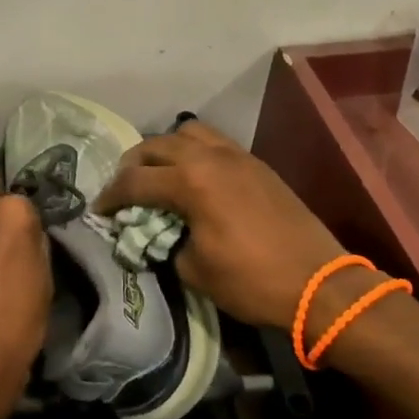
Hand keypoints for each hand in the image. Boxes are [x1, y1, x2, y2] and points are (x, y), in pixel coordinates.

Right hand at [96, 120, 345, 329]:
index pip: (135, 181)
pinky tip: (194, 179)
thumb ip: (166, 242)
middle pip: (156, 145)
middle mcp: (210, 158)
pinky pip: (215, 144)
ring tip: (159, 173)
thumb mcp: (194, 269)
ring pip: (189, 133)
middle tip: (124, 187)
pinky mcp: (257, 165)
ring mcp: (237, 157)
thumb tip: (157, 233)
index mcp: (190, 182)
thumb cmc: (251, 281)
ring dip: (166, 150)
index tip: (99, 210)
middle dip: (133, 164)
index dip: (111, 196)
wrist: (319, 285)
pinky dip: (194, 153)